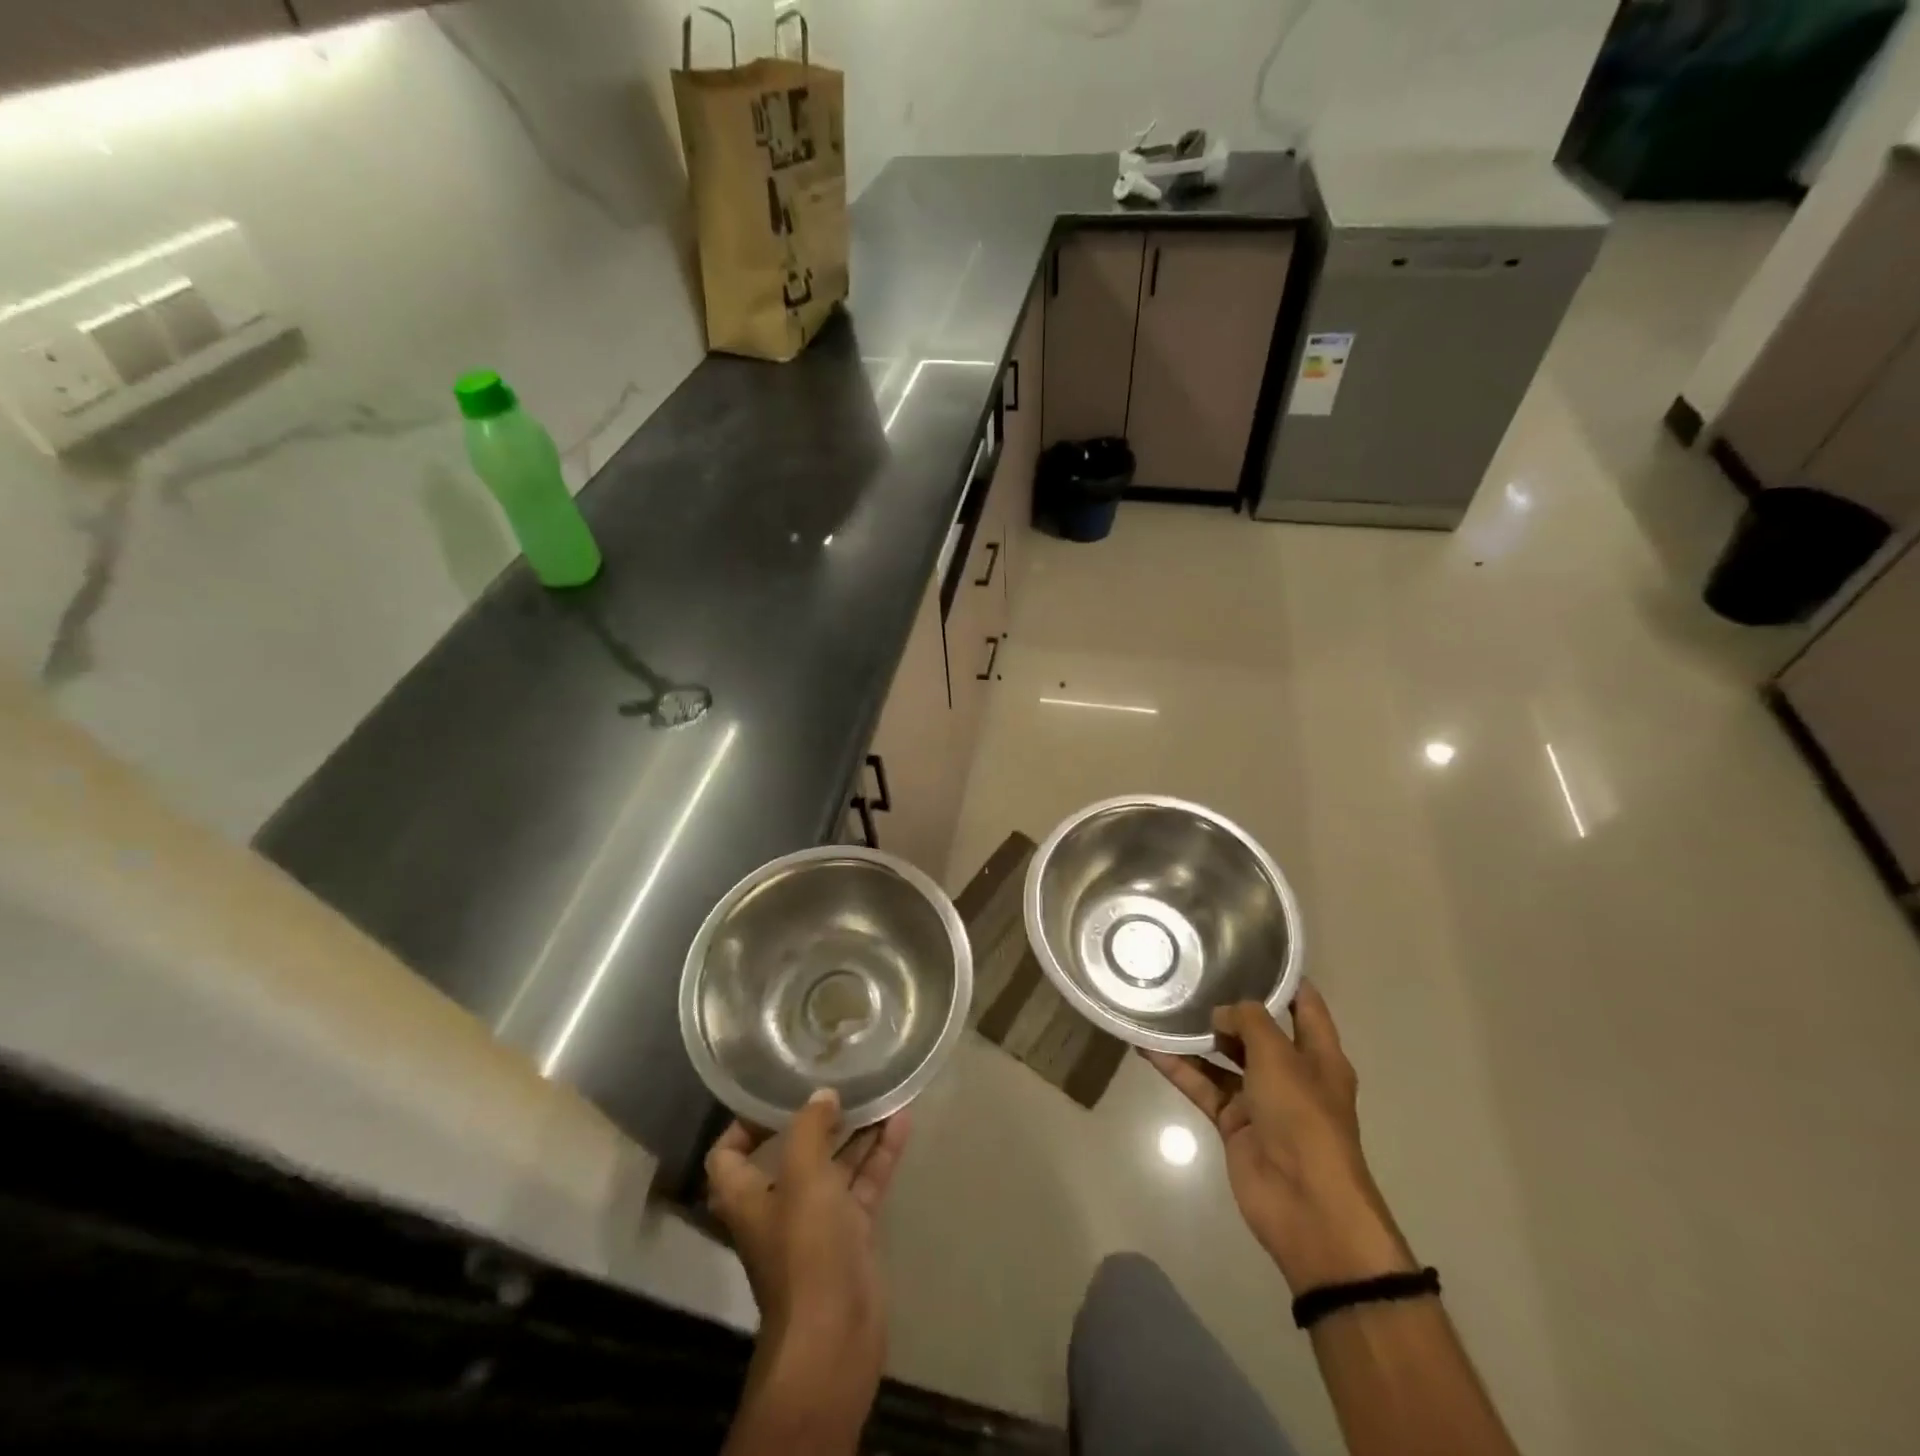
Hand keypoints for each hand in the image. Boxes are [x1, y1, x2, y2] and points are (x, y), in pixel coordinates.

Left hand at [706, 1088, 910, 1437]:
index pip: (729, 1153)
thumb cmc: (806, 1249)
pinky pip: (865, 1184)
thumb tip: (822, 1096)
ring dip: (856, 1132)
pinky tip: (902, 1122)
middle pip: (793, 1153)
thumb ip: (809, 1128)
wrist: (836, 1337)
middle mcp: (779, 1206)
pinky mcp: (852, 1236)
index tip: (776, 1093)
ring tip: (880, 1091)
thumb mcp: (803, 1176)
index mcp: (748, 1196)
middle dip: (817, 1118)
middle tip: (841, 1082)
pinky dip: (880, 1154)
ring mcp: (818, 1222)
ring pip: (836, 1165)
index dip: (745, 1123)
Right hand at [1145, 984, 1414, 1295]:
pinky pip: (1203, 1086)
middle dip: (1228, 1006)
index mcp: (1319, 1055)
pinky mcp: (1233, 1122)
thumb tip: (1222, 1014)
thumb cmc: (1304, 1119)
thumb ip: (1249, 1022)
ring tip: (1162, 1004)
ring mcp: (1260, 1099)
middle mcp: (1290, 1072)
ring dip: (1196, 1037)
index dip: (1281, 978)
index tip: (1246, 950)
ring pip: (1223, 1058)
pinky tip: (1148, 1047)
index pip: (1303, 1004)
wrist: (1307, 1206)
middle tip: (1191, 974)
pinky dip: (1178, 1069)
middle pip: (1257, 1030)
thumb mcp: (1280, 1057)